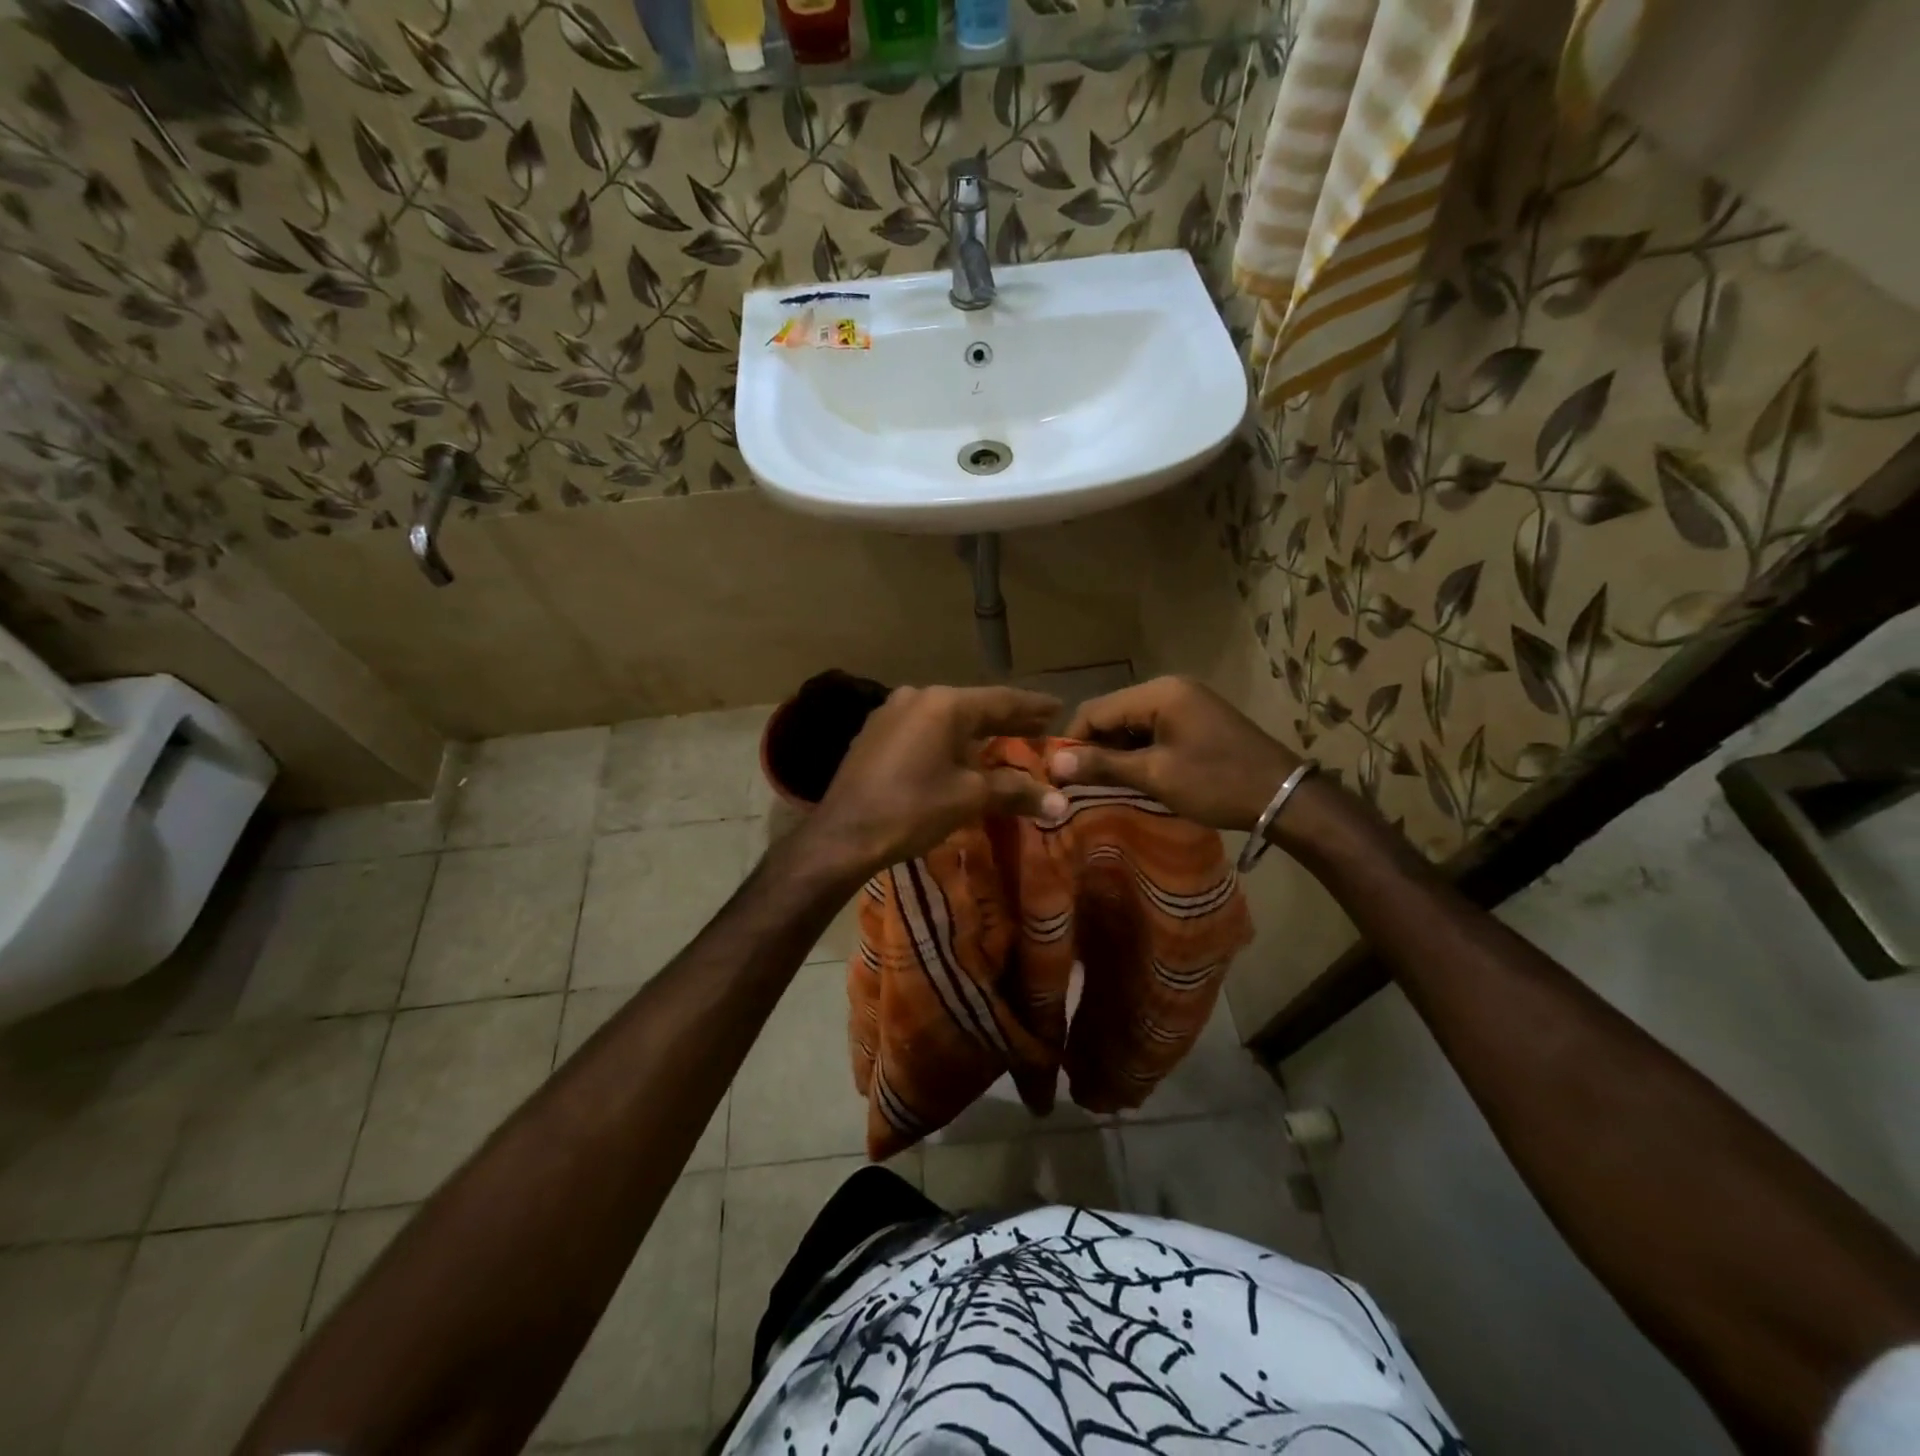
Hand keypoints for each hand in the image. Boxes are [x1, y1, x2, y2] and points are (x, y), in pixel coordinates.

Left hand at [804, 684, 1069, 880]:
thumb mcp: (969, 798)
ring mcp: (891, 712)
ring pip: (946, 717)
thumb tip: (1060, 802)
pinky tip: (956, 752)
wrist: (843, 833)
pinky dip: (947, 738)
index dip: (1033, 706)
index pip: (1002, 700)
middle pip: (974, 706)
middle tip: (1039, 724)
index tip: (1059, 707)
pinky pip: (923, 728)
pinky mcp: (875, 733)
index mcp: (945, 705)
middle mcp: (918, 697)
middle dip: (1007, 719)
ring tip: (1002, 739)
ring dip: (975, 730)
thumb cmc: (911, 809)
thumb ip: (1015, 791)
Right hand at [1049, 676, 1301, 832]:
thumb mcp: (1155, 775)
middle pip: (1113, 713)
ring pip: (1131, 722)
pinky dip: (1139, 750)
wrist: (1283, 796)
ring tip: (1104, 783)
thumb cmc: (1216, 783)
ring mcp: (1186, 701)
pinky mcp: (1196, 718)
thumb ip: (1103, 766)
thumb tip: (1055, 765)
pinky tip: (1134, 775)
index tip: (1058, 775)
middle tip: (1079, 784)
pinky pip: (1153, 729)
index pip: (1095, 710)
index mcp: (1159, 693)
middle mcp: (1170, 687)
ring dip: (1116, 751)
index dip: (1072, 742)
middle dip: (1094, 747)